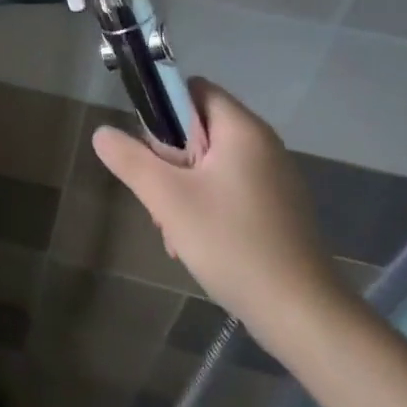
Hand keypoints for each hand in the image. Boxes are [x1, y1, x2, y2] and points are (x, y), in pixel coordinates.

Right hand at [93, 79, 349, 354]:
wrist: (303, 316)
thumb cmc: (232, 243)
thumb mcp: (168, 199)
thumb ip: (131, 160)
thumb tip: (102, 133)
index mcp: (242, 129)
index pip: (194, 89)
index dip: (164, 109)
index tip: (150, 149)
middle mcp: (264, 145)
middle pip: (200, 130)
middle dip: (171, 160)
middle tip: (160, 198)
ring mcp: (276, 180)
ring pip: (212, 165)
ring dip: (185, 189)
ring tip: (175, 230)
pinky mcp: (280, 211)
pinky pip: (232, 190)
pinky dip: (209, 207)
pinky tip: (198, 243)